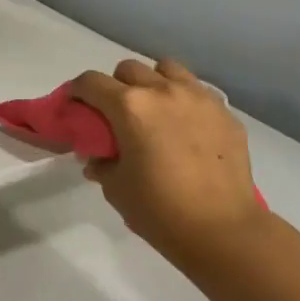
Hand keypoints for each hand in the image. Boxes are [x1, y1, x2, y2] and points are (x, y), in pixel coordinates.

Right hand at [70, 58, 264, 265]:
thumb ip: (101, 163)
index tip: (75, 105)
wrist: (224, 231)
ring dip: (153, 82)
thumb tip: (98, 157)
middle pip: (129, 69)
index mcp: (129, 107)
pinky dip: (184, 100)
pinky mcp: (225, 112)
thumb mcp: (116, 188)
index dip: (76, 91)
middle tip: (117, 115)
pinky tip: (186, 128)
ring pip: (167, 69)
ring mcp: (198, 97)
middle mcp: (162, 91)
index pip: (91, 82)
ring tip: (155, 110)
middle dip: (116, 86)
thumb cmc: (160, 210)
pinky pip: (197, 91)